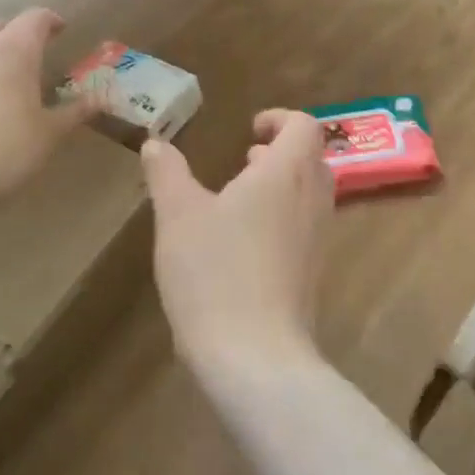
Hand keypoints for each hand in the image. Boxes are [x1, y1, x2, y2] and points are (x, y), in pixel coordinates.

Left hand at [0, 9, 97, 219]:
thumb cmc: (3, 150)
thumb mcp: (49, 135)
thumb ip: (74, 111)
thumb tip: (101, 98)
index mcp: (14, 50)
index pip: (35, 18)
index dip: (51, 21)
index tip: (62, 30)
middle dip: (15, 35)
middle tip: (31, 57)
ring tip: (1, 86)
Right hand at [141, 110, 335, 375]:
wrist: (256, 356)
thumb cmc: (215, 273)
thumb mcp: (177, 216)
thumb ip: (167, 173)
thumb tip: (156, 143)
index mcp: (286, 173)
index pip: (304, 126)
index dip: (281, 118)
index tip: (250, 129)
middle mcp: (312, 199)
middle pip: (312, 158)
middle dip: (281, 151)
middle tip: (245, 159)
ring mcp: (318, 238)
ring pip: (310, 193)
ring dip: (282, 184)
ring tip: (240, 196)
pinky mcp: (313, 271)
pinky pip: (306, 225)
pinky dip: (283, 216)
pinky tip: (245, 242)